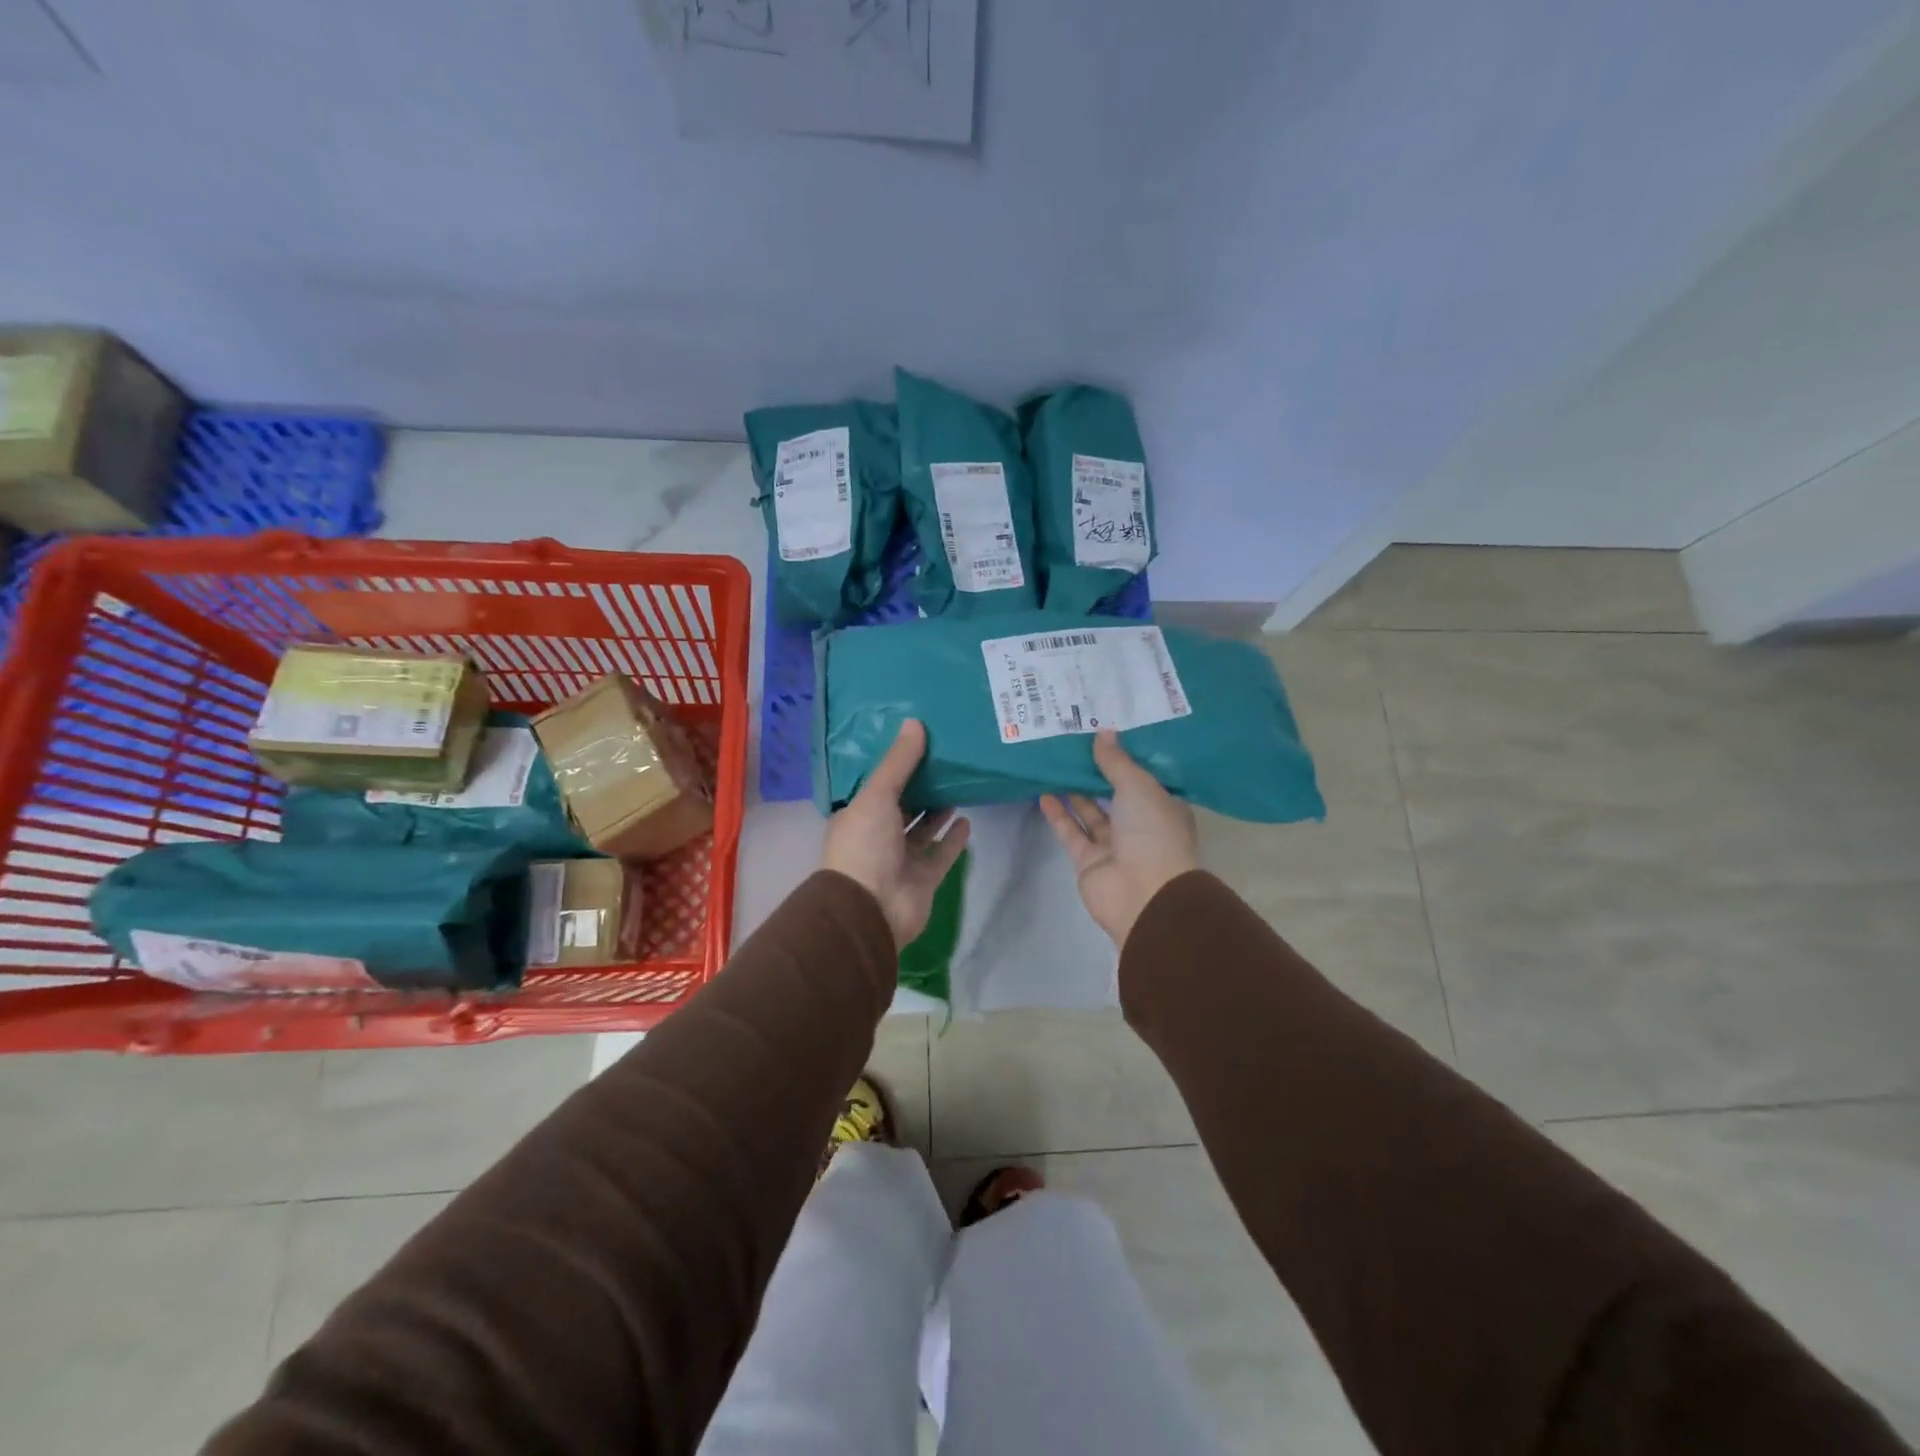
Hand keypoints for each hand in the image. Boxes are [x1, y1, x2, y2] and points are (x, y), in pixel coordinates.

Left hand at [823, 719, 971, 947]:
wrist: (871, 910)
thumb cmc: (865, 846)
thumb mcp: (877, 796)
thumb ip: (898, 763)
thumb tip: (915, 723)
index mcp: (858, 816)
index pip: (877, 786)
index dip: (895, 766)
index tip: (918, 743)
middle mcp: (878, 836)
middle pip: (902, 806)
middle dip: (920, 787)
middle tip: (946, 759)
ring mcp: (901, 860)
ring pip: (923, 830)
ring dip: (938, 811)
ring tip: (958, 784)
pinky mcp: (924, 879)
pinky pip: (941, 854)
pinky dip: (953, 839)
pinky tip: (968, 820)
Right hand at [1041, 731, 1199, 947]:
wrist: (1143, 895)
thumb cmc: (1152, 833)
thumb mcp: (1138, 787)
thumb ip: (1116, 761)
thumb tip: (1103, 732)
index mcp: (1162, 807)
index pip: (1143, 777)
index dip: (1125, 756)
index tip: (1105, 732)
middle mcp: (1140, 825)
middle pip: (1113, 794)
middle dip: (1095, 772)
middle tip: (1072, 743)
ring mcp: (1113, 845)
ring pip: (1090, 812)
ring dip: (1073, 791)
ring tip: (1053, 764)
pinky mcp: (1088, 861)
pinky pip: (1072, 832)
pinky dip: (1058, 814)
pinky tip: (1043, 792)